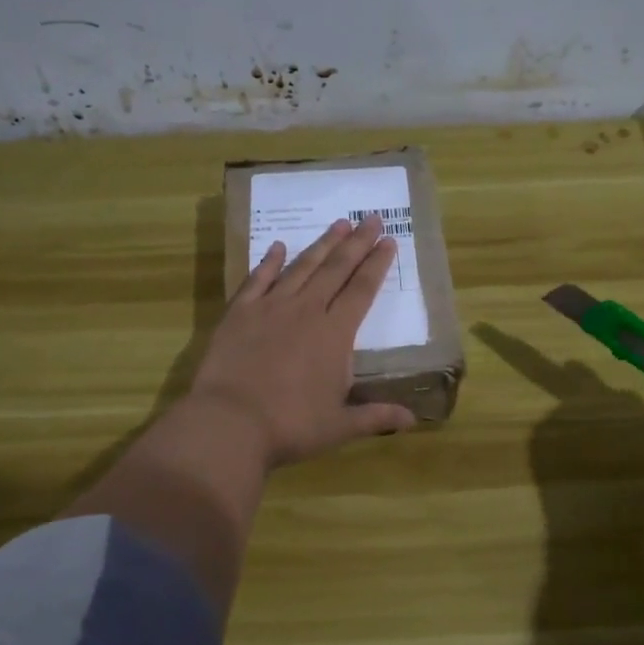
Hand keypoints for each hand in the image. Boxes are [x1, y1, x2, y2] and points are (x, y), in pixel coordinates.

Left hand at [186, 213, 416, 466]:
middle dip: (356, 243)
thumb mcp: (340, 426)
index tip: (389, 240)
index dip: (377, 264)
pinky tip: (279, 247)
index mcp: (335, 334)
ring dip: (321, 244)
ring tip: (338, 224)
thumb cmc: (291, 426)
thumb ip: (376, 417)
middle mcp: (307, 311)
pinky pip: (258, 279)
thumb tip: (413, 419)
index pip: (362, 290)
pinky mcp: (239, 313)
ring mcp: (271, 308)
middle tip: (371, 217)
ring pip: (301, 267)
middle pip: (336, 269)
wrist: (230, 423)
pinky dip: (270, 262)